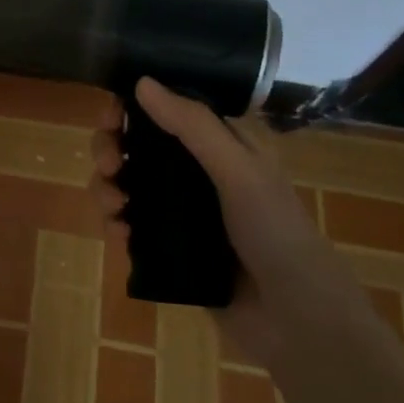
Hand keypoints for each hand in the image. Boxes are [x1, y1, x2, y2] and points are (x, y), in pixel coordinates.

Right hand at [89, 77, 382, 372]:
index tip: (109, 118)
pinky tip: (119, 235)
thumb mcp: (238, 171)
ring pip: (127, 185)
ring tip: (114, 207)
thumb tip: (141, 82)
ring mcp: (181, 212)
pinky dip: (116, 224)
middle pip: (137, 147)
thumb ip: (192, 126)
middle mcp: (197, 173)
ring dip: (108, 188)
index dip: (131, 109)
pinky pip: (129, 225)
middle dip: (112, 150)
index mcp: (221, 146)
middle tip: (109, 166)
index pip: (166, 111)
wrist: (295, 320)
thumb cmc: (275, 233)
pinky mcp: (168, 247)